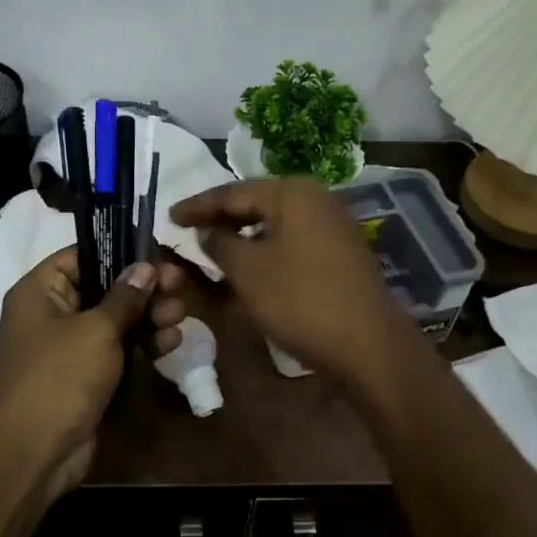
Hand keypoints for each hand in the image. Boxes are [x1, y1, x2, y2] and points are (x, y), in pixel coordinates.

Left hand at [0, 248, 186, 502]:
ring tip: (180, 314)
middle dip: (144, 288)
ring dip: (149, 317)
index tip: (158, 252)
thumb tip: (145, 267)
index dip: (120, 251)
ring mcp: (70, 349)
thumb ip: (125, 296)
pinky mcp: (86, 378)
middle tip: (180, 284)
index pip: (82, 256)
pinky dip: (142, 345)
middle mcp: (52, 314)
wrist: (32, 454)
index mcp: (40, 291)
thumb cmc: (59, 377)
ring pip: (116, 321)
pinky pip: (118, 351)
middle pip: (104, 288)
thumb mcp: (97, 330)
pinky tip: (171, 342)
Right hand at [171, 178, 408, 387]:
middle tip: (186, 231)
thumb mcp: (247, 271)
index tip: (168, 216)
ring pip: (273, 226)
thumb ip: (219, 243)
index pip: (233, 192)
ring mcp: (332, 227)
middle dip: (220, 219)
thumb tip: (207, 230)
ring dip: (241, 238)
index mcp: (293, 192)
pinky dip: (264, 252)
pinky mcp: (338, 254)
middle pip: (256, 204)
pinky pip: (290, 244)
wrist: (367, 345)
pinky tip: (245, 269)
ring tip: (210, 251)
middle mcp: (316, 200)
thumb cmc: (300, 300)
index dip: (198, 205)